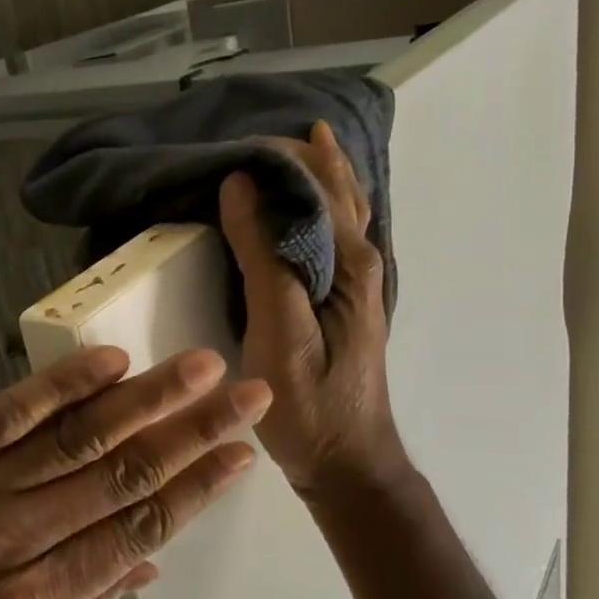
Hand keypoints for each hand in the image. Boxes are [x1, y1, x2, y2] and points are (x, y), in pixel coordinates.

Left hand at [0, 347, 269, 598]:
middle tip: (248, 394)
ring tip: (200, 368)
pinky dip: (63, 384)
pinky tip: (109, 362)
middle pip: (123, 477)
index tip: (241, 456)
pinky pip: (9, 412)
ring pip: (79, 437)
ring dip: (147, 400)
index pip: (135, 534)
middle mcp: (13, 539)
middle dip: (194, 434)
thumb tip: (141, 572)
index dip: (196, 493)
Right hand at [218, 120, 406, 497]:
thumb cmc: (311, 403)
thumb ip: (262, 257)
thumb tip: (241, 184)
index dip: (282, 157)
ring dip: (315, 176)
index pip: (319, 185)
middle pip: (338, 190)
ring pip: (340, 210)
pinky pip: (330, 235)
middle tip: (254, 136)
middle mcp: (360, 262)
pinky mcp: (341, 300)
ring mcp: (354, 282)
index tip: (238, 140)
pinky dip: (314, 207)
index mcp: (348, 263)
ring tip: (285, 149)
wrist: (346, 462)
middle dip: (304, 157)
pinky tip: (296, 207)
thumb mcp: (279, 332)